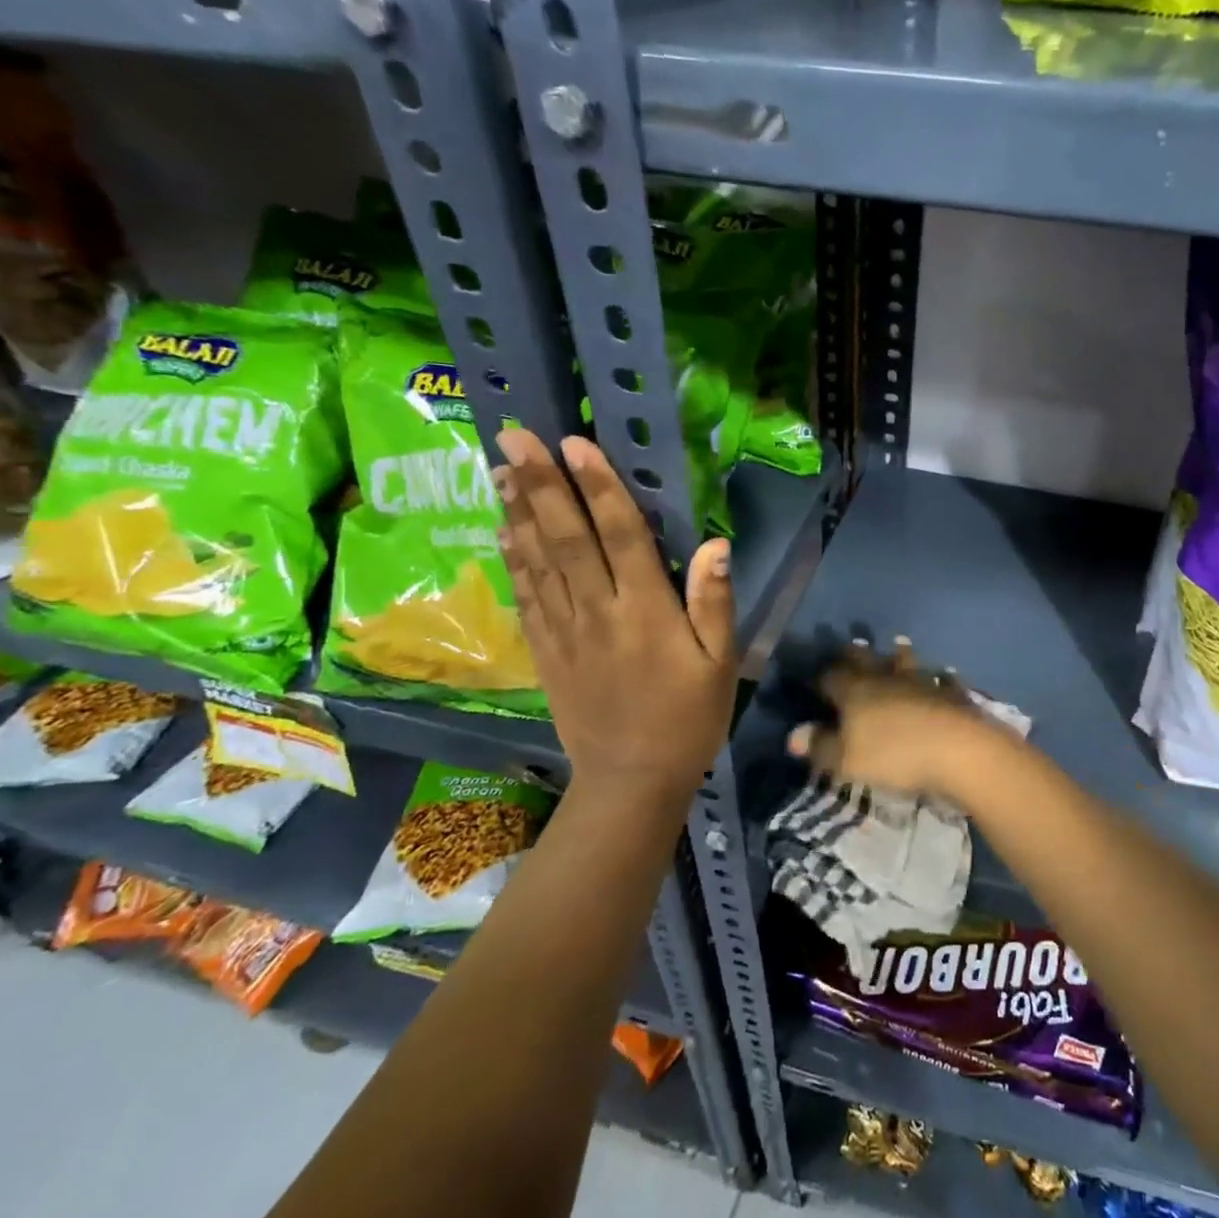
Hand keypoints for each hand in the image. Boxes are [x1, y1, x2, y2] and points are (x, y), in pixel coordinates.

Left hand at [494, 430, 735, 803]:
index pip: (620, 536)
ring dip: (517, 510)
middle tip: (514, 436)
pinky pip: (526, 595)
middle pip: (566, 538)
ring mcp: (565, 631)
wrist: (631, 781)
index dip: (599, 488)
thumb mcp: (721, 665)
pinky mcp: (546, 651)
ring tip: (498, 467)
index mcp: (646, 611)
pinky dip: (512, 558)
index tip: (575, 443)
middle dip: (541, 484)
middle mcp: (599, 611)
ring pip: (537, 560)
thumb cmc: (689, 719)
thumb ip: (715, 603)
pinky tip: (502, 530)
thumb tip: (714, 545)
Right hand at [785, 639, 1021, 806]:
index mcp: (856, 691)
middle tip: (851, 647)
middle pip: (866, 660)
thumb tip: (793, 735)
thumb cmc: (894, 755)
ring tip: (897, 646)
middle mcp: (886, 678)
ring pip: (905, 663)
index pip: (832, 677)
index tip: (815, 678)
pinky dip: (937, 676)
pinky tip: (942, 674)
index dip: (821, 678)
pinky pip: (940, 678)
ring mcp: (922, 681)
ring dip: (899, 656)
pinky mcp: (951, 693)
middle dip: (856, 655)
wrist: (960, 749)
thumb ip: (821, 746)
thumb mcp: (847, 760)